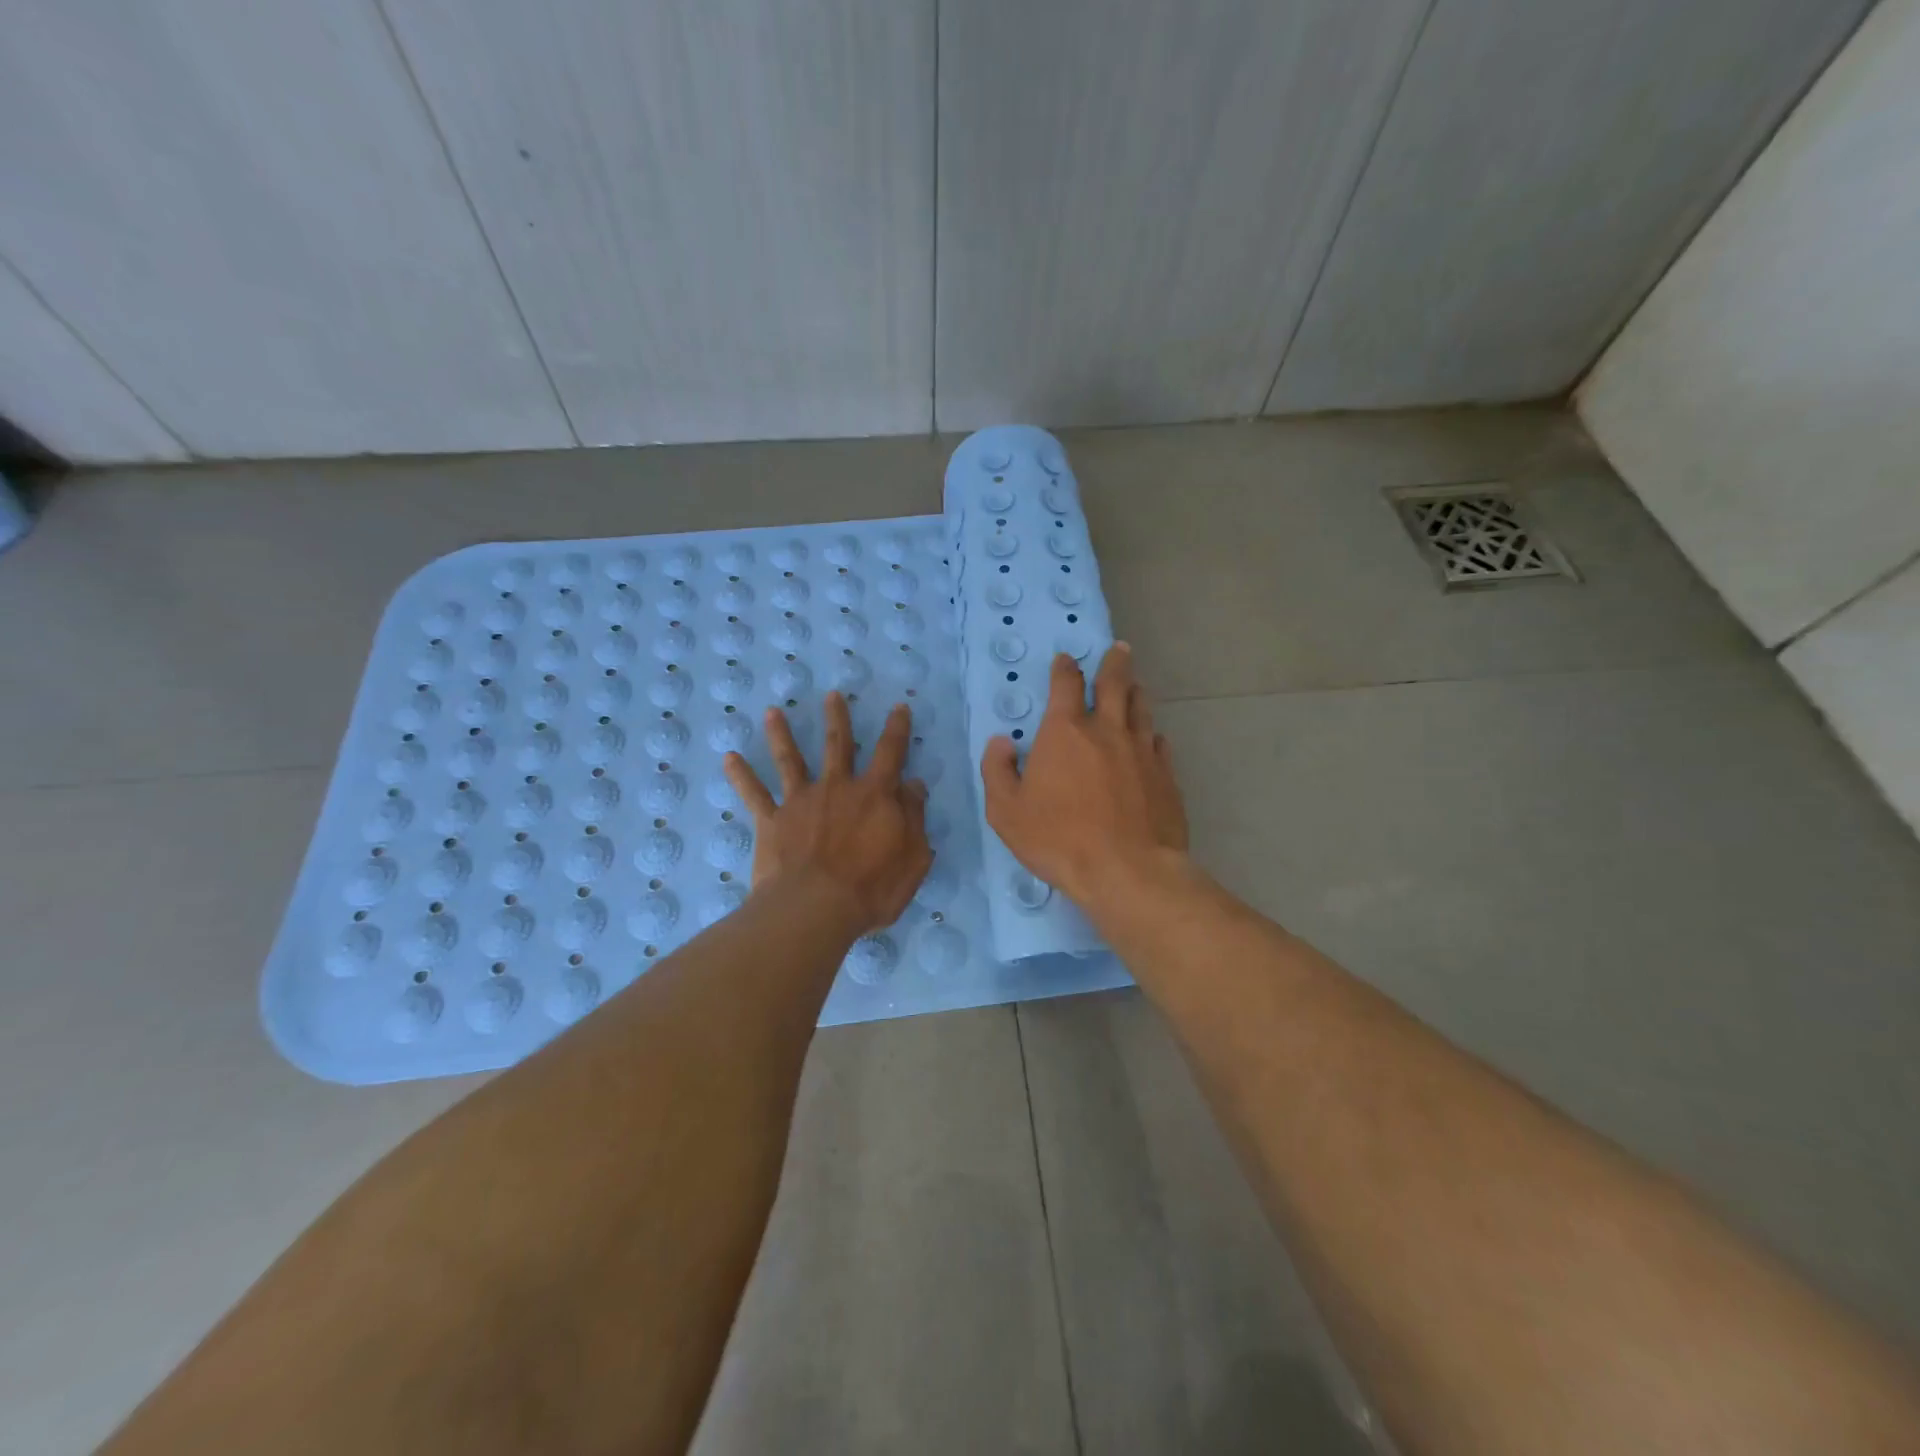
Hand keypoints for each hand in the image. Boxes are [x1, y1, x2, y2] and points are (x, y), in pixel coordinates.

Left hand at [724, 691, 932, 935]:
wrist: (815, 909)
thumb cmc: (872, 888)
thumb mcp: (913, 856)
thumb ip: (914, 817)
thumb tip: (914, 784)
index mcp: (875, 795)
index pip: (891, 753)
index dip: (897, 729)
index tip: (899, 707)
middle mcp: (837, 787)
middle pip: (838, 744)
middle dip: (837, 718)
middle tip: (832, 695)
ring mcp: (801, 802)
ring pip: (790, 760)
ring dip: (782, 734)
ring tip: (773, 712)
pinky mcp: (772, 821)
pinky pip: (754, 795)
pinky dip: (741, 776)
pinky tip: (729, 758)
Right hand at [981, 643, 1187, 907]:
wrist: (1127, 870)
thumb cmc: (1059, 840)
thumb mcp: (1006, 811)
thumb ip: (998, 771)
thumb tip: (1001, 742)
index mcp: (1065, 732)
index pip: (1066, 685)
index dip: (1065, 668)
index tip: (1066, 659)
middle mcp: (1106, 730)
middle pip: (1115, 684)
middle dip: (1115, 663)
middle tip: (1120, 649)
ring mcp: (1141, 751)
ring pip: (1141, 708)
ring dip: (1136, 691)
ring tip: (1135, 684)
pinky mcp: (1166, 775)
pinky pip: (1159, 742)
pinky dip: (1151, 734)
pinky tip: (1152, 738)